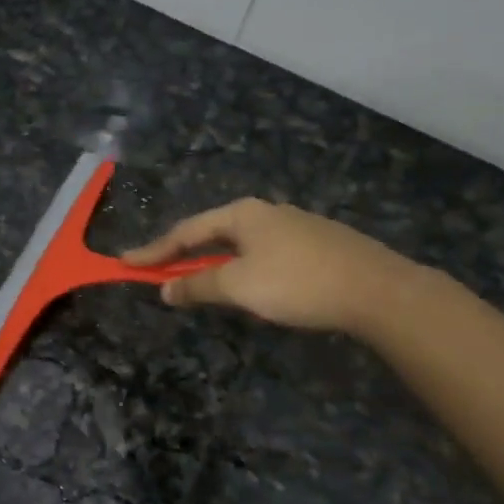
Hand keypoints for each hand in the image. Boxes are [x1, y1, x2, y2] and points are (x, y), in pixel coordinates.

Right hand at [123, 198, 418, 335]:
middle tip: (160, 274)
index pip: (185, 232)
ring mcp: (295, 226)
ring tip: (199, 284)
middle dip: (184, 255)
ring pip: (241, 245)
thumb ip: (198, 287)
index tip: (126, 263)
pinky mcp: (317, 245)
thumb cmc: (297, 283)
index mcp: (242, 214)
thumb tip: (165, 291)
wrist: (377, 290)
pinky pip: (264, 254)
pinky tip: (250, 287)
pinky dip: (242, 269)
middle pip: (213, 234)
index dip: (154, 251)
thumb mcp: (238, 287)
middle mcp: (266, 213)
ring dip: (214, 264)